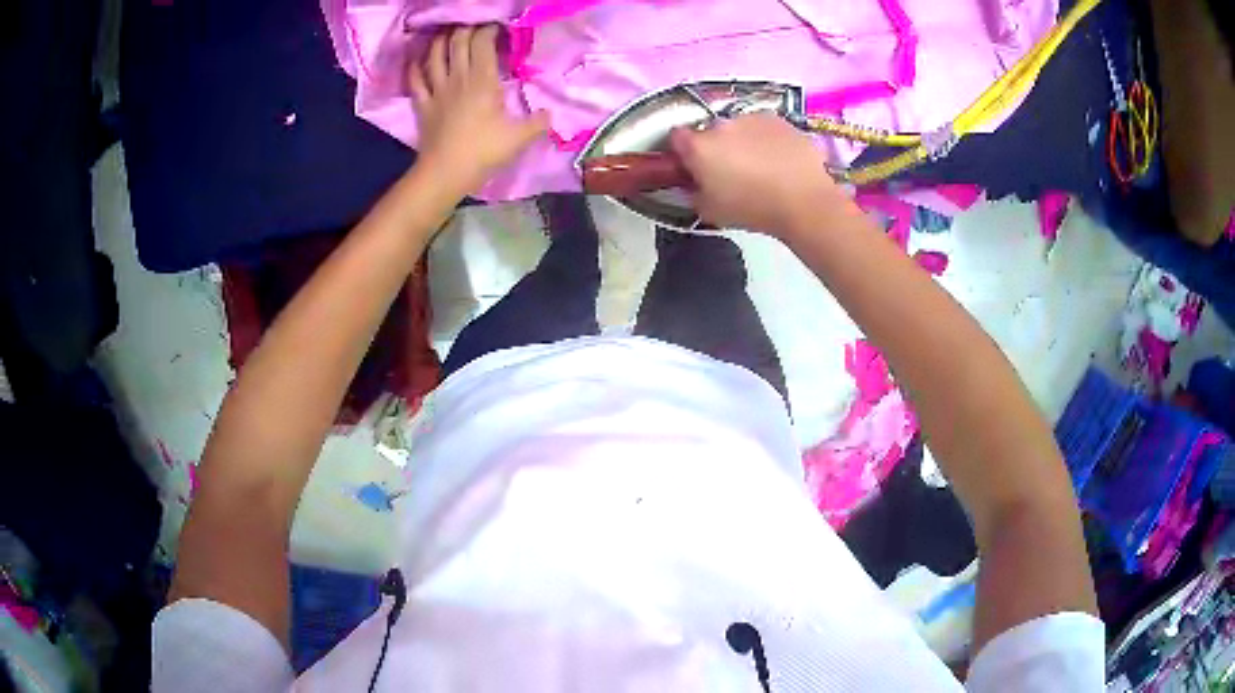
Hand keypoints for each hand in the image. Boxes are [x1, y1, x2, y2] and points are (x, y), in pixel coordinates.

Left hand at [407, 25, 549, 193]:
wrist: (445, 173)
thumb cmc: (483, 152)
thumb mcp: (519, 138)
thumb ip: (538, 122)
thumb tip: (550, 113)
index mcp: (483, 81)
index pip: (483, 43)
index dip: (489, 30)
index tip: (497, 28)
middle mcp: (458, 78)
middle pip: (458, 42)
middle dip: (466, 29)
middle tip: (474, 26)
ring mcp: (437, 90)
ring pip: (434, 55)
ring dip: (440, 40)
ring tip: (447, 34)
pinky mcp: (423, 105)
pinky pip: (415, 79)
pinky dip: (415, 66)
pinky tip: (418, 60)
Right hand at [670, 113, 847, 235]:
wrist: (804, 202)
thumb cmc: (752, 208)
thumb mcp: (710, 211)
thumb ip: (693, 193)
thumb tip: (693, 185)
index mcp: (699, 146)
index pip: (676, 138)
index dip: (681, 152)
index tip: (691, 167)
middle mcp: (722, 124)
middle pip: (710, 132)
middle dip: (715, 148)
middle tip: (729, 173)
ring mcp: (753, 119)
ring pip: (739, 128)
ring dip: (742, 143)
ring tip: (759, 169)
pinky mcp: (780, 121)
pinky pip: (765, 129)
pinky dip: (767, 141)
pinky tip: (779, 163)